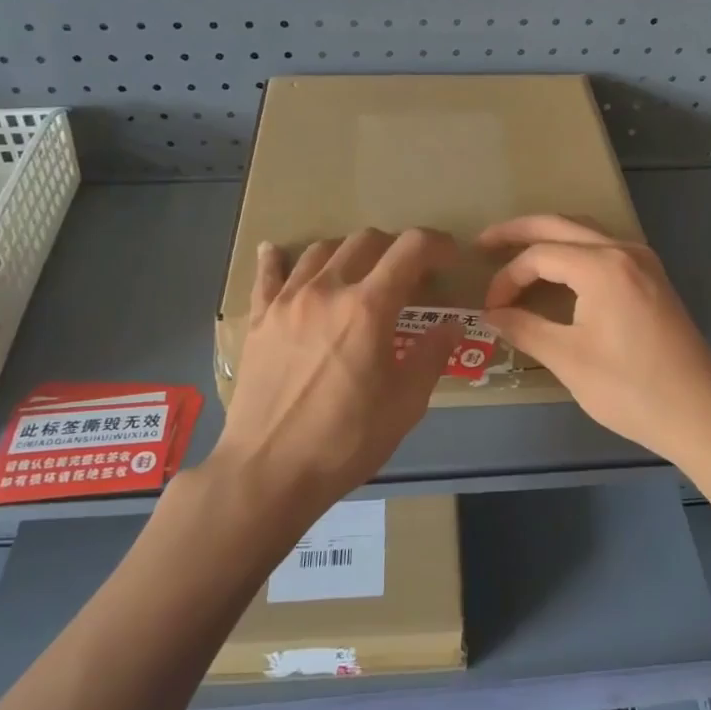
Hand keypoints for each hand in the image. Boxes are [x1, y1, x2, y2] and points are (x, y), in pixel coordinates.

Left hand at [209, 228, 461, 511]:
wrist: (270, 469)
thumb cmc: (346, 440)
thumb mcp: (406, 404)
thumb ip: (432, 356)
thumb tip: (451, 326)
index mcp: (368, 307)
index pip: (410, 249)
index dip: (437, 244)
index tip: (449, 257)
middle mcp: (327, 290)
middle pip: (365, 240)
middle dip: (395, 248)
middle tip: (408, 273)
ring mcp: (287, 301)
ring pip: (320, 250)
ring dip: (348, 252)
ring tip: (358, 272)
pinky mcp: (260, 319)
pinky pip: (267, 274)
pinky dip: (278, 258)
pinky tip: (276, 251)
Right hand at [480, 214, 710, 462]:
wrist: (700, 413)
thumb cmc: (630, 388)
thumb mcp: (567, 359)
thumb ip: (524, 328)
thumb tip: (490, 315)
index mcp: (602, 266)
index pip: (539, 255)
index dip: (507, 278)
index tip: (490, 309)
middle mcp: (624, 251)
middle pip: (560, 226)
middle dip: (519, 231)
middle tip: (483, 242)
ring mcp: (643, 262)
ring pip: (585, 232)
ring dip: (549, 237)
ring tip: (516, 250)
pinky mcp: (653, 278)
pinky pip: (604, 248)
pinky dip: (574, 250)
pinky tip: (559, 270)